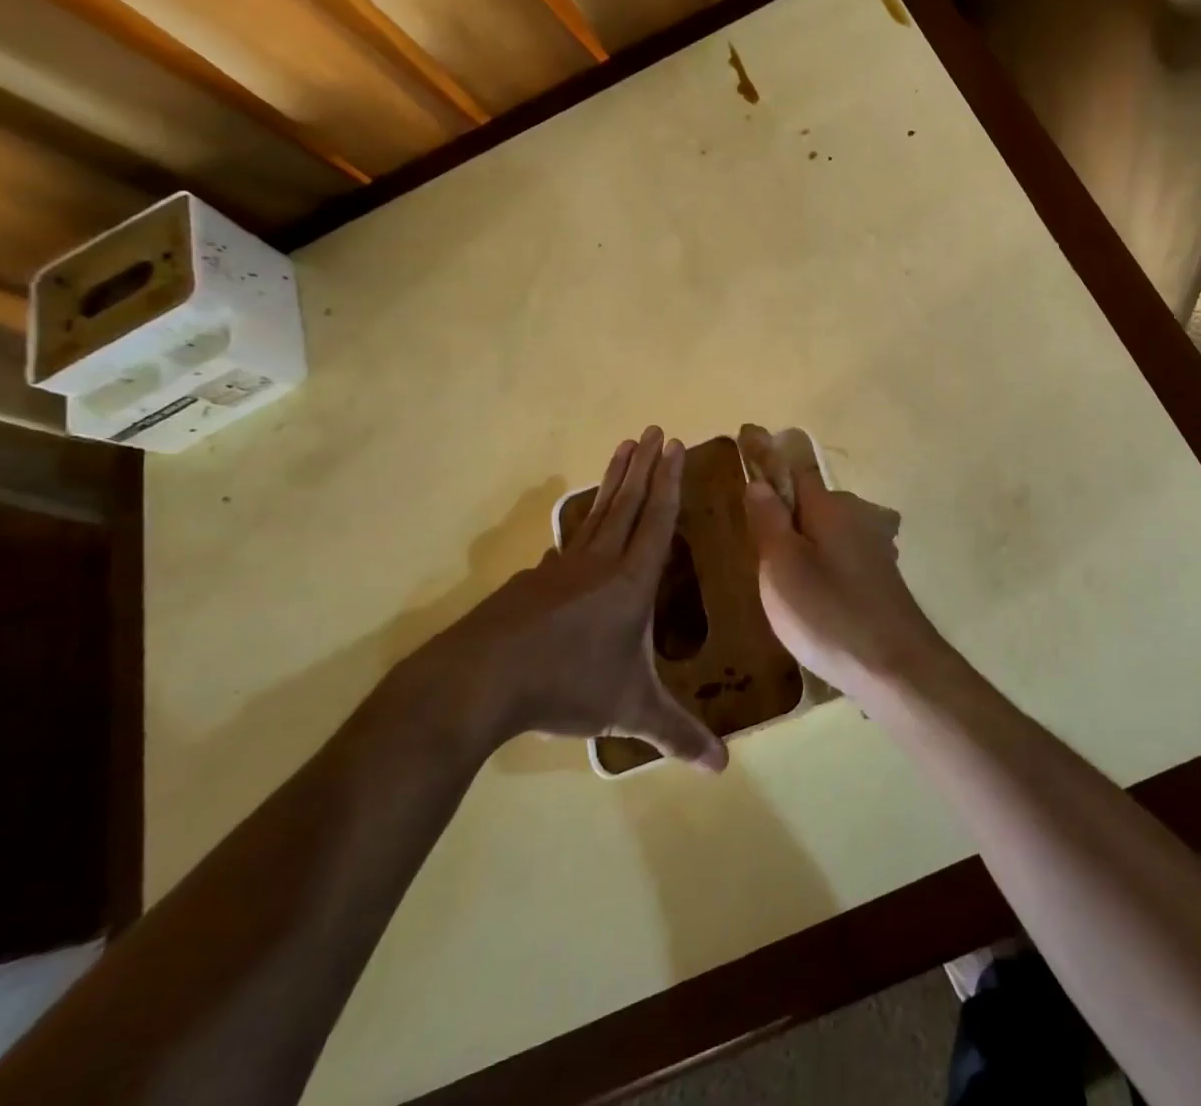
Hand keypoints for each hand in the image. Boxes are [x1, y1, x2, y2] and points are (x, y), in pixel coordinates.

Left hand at [398, 427, 726, 770]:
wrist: (478, 682)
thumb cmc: (565, 687)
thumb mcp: (628, 711)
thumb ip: (676, 735)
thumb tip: (722, 769)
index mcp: (631, 582)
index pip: (658, 521)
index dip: (669, 482)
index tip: (674, 445)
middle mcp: (599, 563)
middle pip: (628, 503)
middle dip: (645, 466)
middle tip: (653, 429)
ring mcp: (560, 568)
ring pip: (596, 514)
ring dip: (614, 480)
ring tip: (622, 449)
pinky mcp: (532, 582)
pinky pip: (566, 545)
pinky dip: (580, 527)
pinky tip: (574, 534)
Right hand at [740, 431, 953, 699]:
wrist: (896, 667)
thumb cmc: (830, 614)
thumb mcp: (783, 568)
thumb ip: (769, 521)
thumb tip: (759, 482)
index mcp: (830, 507)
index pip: (792, 468)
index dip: (766, 456)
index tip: (744, 436)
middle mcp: (856, 516)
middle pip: (810, 499)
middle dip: (782, 505)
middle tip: (749, 530)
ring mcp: (873, 546)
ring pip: (825, 528)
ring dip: (801, 537)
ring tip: (774, 569)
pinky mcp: (879, 575)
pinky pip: (838, 553)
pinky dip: (819, 559)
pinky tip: (810, 590)